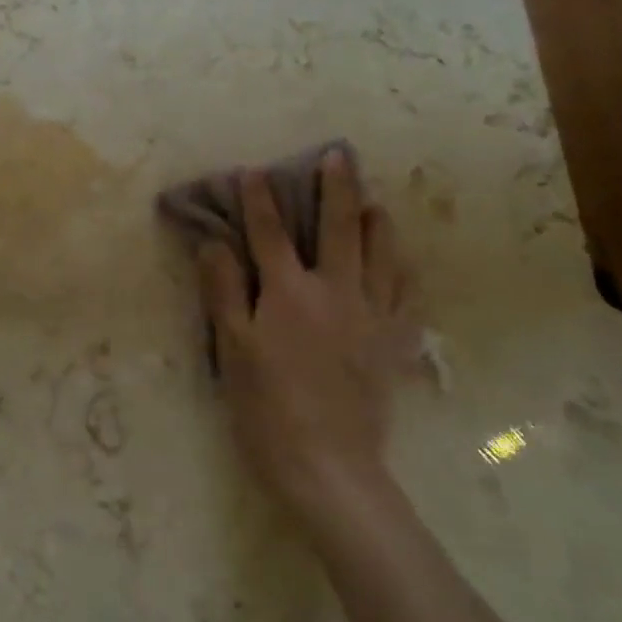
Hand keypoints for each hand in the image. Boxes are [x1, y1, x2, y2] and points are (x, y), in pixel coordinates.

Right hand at [196, 150, 419, 521]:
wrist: (328, 465)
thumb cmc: (266, 406)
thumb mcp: (232, 347)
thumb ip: (223, 290)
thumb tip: (214, 242)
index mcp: (289, 293)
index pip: (269, 232)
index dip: (259, 198)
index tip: (252, 170)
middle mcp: (336, 292)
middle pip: (339, 228)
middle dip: (335, 187)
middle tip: (337, 155)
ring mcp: (372, 316)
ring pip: (382, 254)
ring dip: (376, 220)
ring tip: (373, 200)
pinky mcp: (394, 343)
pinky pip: (406, 293)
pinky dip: (402, 267)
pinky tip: (399, 260)